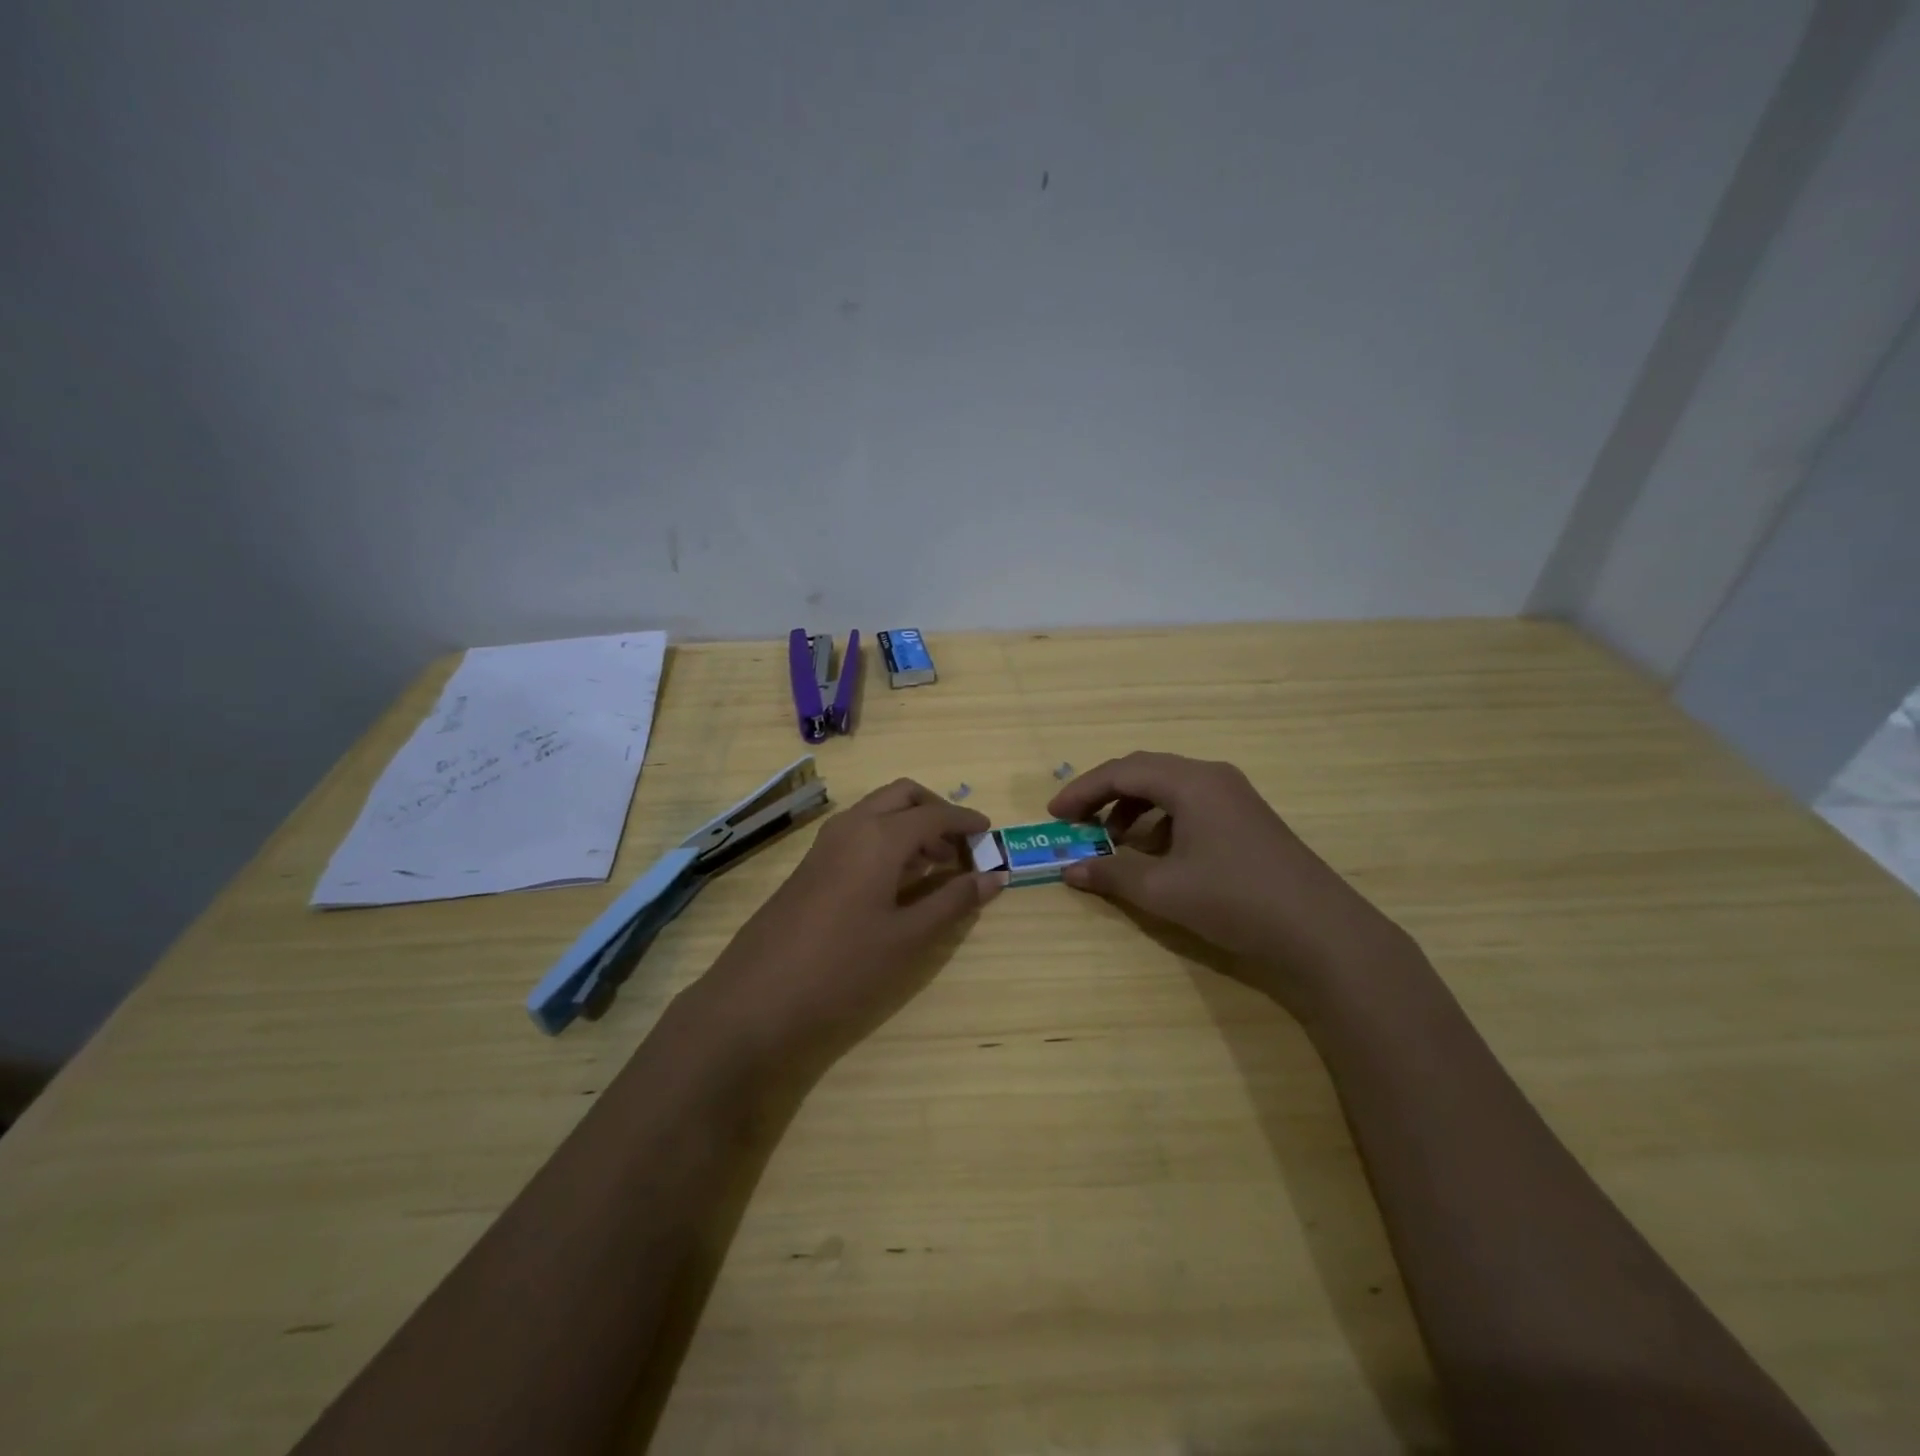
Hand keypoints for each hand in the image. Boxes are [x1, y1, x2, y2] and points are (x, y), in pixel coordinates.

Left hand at [685, 779, 1002, 1062]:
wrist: (756, 997)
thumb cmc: (843, 967)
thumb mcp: (908, 938)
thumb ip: (953, 902)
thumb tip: (994, 877)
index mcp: (879, 836)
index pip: (934, 814)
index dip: (965, 821)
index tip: (989, 833)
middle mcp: (852, 826)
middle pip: (902, 795)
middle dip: (935, 810)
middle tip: (960, 845)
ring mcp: (826, 843)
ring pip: (877, 810)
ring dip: (910, 824)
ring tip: (936, 865)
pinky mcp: (811, 864)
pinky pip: (858, 831)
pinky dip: (886, 838)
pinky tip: (897, 879)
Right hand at [1048, 752, 1415, 1017]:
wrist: (1322, 933)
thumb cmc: (1235, 900)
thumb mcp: (1163, 890)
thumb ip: (1111, 875)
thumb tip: (1070, 870)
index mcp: (1191, 782)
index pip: (1122, 771)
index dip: (1083, 791)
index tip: (1054, 816)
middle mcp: (1212, 777)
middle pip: (1145, 771)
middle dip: (1106, 794)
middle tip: (1077, 822)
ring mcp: (1235, 797)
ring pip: (1169, 789)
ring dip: (1134, 809)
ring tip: (1113, 841)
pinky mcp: (1247, 820)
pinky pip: (1191, 806)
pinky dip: (1162, 822)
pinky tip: (1157, 855)